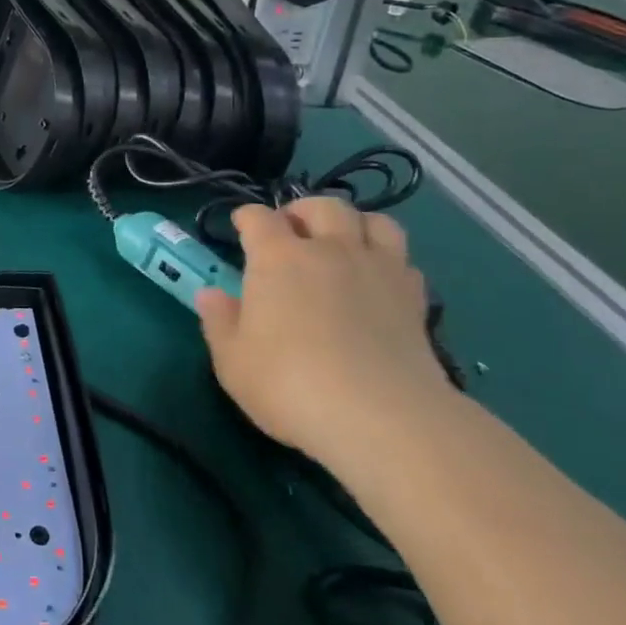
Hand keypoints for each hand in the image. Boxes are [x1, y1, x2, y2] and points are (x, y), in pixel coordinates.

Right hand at [194, 198, 448, 465]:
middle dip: (304, 211)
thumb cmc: (290, 384)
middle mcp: (330, 250)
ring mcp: (378, 270)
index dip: (247, 217)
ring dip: (354, 225)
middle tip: (293, 231)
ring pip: (374, 221)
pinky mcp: (414, 299)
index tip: (241, 226)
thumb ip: (219, 322)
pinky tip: (377, 282)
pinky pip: (404, 260)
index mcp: (278, 257)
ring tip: (342, 244)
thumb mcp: (233, 360)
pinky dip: (388, 261)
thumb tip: (211, 295)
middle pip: (323, 206)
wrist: (382, 418)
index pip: (259, 217)